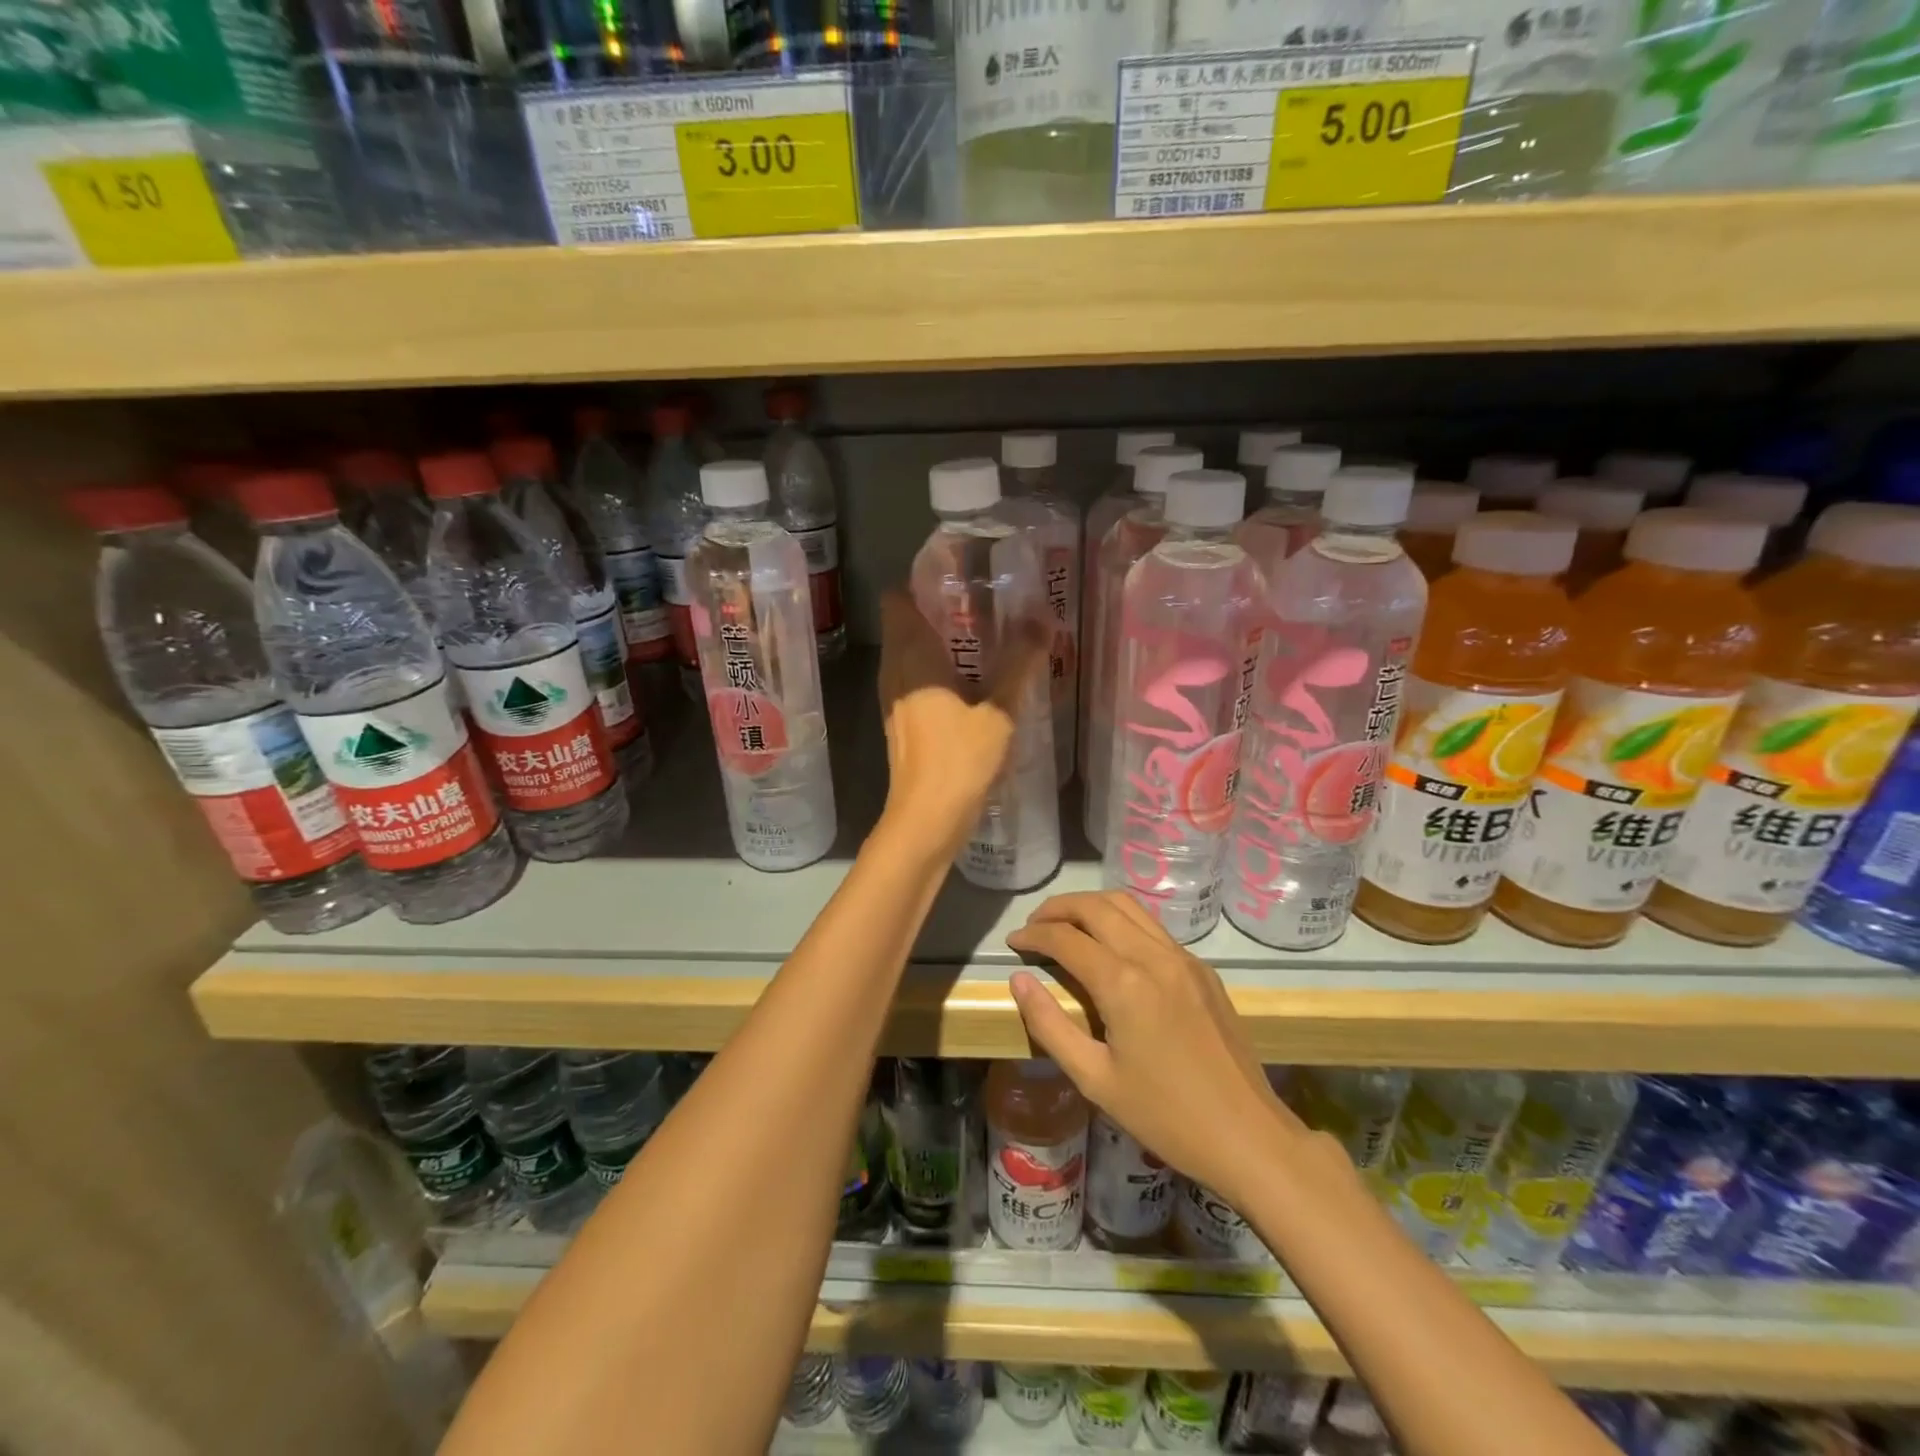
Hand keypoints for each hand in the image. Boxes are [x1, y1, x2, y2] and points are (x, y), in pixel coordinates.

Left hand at [876, 590, 1044, 859]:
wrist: (927, 820)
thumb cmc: (960, 759)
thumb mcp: (1000, 710)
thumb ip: (1020, 662)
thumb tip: (1042, 618)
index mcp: (912, 657)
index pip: (897, 599)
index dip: (922, 582)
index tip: (959, 575)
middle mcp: (895, 671)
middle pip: (905, 623)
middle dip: (939, 609)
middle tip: (985, 602)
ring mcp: (894, 700)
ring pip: (910, 654)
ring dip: (940, 642)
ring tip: (985, 636)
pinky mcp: (903, 723)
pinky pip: (915, 680)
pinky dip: (938, 671)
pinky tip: (973, 681)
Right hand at [1006, 891, 1305, 1204]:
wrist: (1248, 1136)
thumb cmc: (1164, 1117)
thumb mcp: (1094, 1080)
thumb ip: (1050, 1025)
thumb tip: (1019, 980)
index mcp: (1124, 983)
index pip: (1066, 938)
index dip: (1033, 934)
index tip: (1013, 940)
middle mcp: (1153, 956)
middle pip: (1096, 906)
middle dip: (1058, 908)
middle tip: (1034, 926)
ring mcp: (1183, 958)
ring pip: (1128, 906)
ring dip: (1090, 907)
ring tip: (1066, 927)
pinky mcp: (1202, 969)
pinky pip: (1153, 927)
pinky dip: (1121, 922)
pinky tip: (1110, 948)